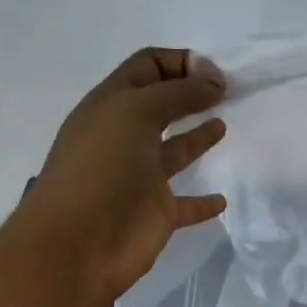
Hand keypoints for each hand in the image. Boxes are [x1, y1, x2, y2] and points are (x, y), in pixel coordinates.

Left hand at [18, 48, 228, 306]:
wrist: (77, 245)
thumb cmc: (102, 168)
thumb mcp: (136, 112)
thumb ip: (178, 93)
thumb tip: (214, 81)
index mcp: (112, 105)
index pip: (146, 66)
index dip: (180, 62)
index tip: (216, 74)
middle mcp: (125, 137)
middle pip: (161, 105)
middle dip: (190, 93)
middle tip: (228, 91)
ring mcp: (140, 177)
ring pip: (174, 151)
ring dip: (197, 137)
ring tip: (223, 125)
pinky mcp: (156, 214)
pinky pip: (186, 204)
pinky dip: (204, 201)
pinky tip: (222, 198)